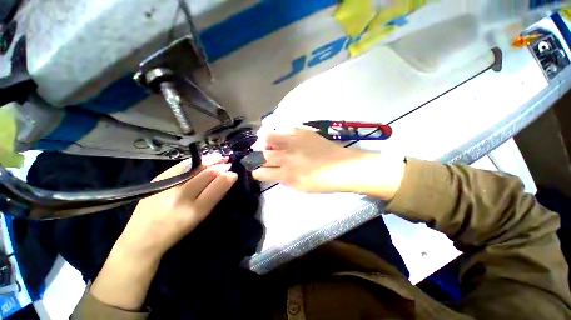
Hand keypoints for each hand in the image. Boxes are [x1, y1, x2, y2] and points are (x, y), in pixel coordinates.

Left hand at [117, 156, 237, 259]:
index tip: (234, 173)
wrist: (142, 239)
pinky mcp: (156, 181)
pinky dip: (194, 162)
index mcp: (195, 211)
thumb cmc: (176, 231)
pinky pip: (181, 166)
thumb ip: (214, 197)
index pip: (216, 187)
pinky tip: (201, 160)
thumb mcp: (200, 217)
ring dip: (209, 160)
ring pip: (194, 168)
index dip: (227, 177)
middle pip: (206, 174)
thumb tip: (227, 179)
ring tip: (218, 157)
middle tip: (227, 161)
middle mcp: (181, 198)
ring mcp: (167, 188)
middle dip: (220, 165)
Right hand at [252, 128, 404, 198]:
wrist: (343, 167)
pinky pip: (283, 128)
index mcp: (285, 174)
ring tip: (262, 141)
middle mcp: (286, 157)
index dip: (256, 171)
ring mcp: (293, 142)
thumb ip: (283, 179)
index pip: (261, 172)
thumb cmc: (322, 182)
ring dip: (262, 140)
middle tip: (256, 154)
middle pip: (262, 154)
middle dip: (255, 155)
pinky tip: (279, 135)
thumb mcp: (299, 187)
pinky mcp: (302, 132)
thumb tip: (274, 172)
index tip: (256, 170)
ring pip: (268, 137)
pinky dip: (278, 132)